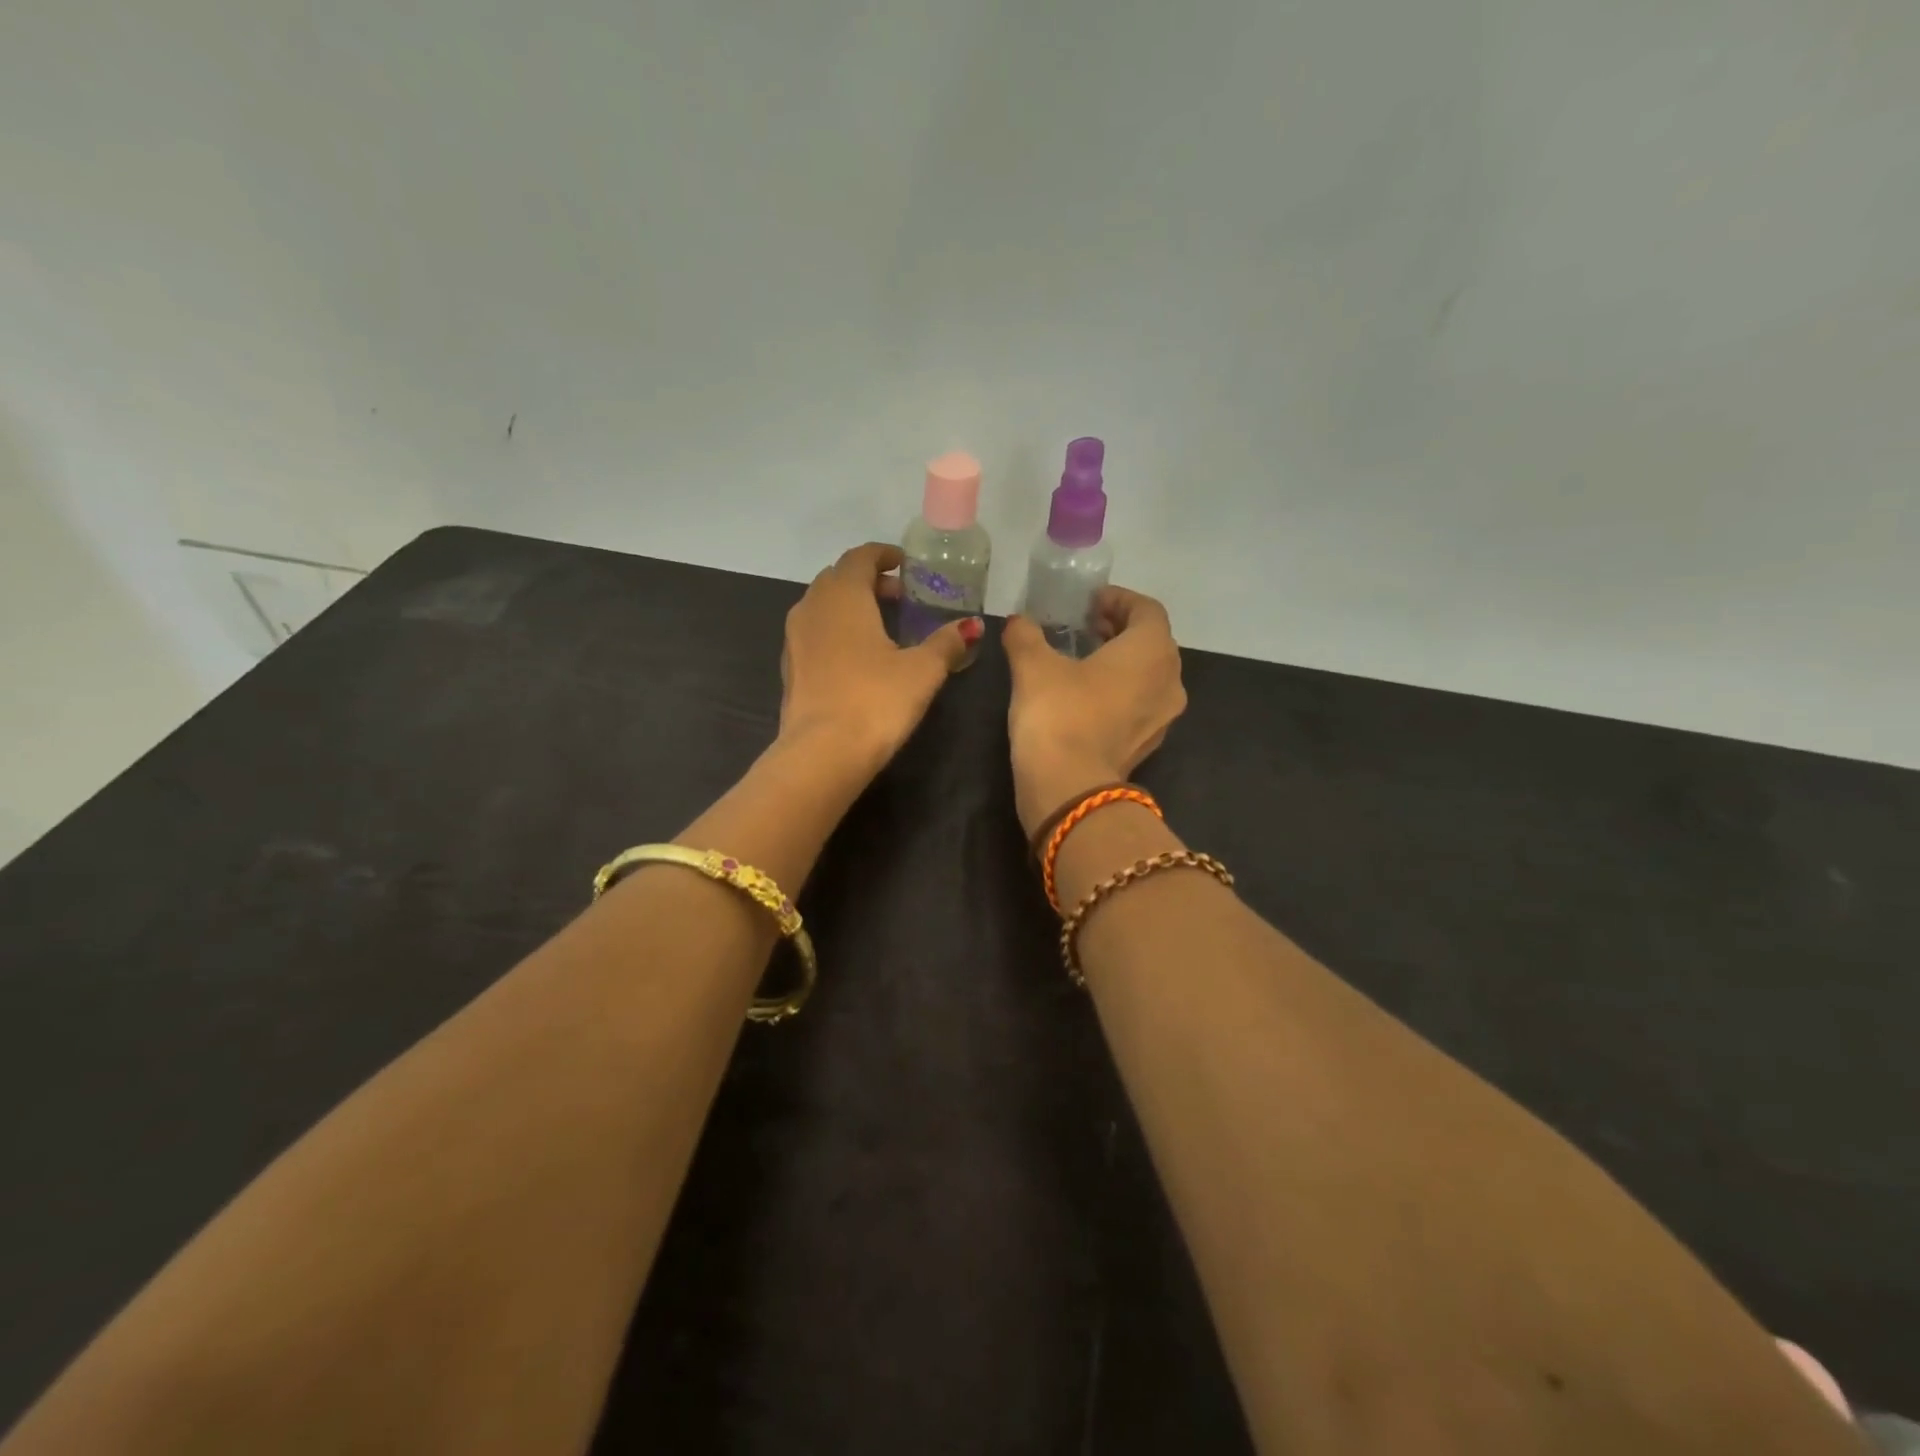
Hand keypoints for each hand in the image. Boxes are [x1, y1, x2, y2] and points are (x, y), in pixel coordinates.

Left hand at [778, 542, 981, 771]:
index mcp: (843, 596)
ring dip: (850, 605)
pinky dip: (836, 630)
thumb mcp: (922, 671)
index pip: (860, 557)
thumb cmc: (875, 701)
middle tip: (900, 597)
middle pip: (838, 578)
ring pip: (822, 605)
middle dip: (868, 580)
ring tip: (881, 625)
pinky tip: (858, 656)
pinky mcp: (790, 667)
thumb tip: (972, 625)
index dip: (883, 555)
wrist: (822, 754)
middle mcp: (812, 607)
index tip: (904, 564)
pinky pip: (814, 632)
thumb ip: (946, 643)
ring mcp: (794, 638)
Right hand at [1002, 587, 1186, 837]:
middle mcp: (1170, 680)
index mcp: (1151, 651)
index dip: (1118, 599)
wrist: (1070, 789)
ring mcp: (1164, 717)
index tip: (1090, 602)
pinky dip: (1121, 690)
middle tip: (1086, 625)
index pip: (1147, 610)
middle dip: (1121, 629)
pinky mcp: (1149, 744)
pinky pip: (1141, 703)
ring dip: (1123, 661)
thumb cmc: (1058, 714)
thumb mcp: (1033, 665)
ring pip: (1150, 674)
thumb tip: (1017, 621)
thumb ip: (1026, 635)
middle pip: (1153, 641)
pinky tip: (1087, 696)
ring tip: (1085, 659)